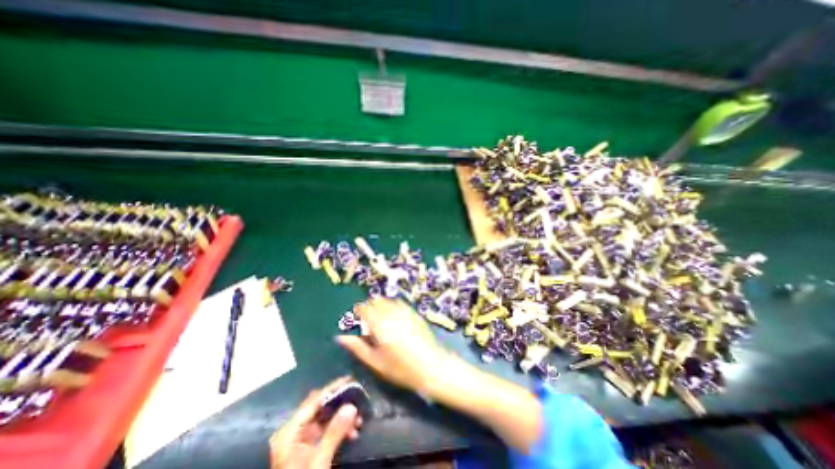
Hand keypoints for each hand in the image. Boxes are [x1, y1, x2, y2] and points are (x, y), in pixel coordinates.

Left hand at [272, 377, 361, 468]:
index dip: (332, 388)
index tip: (350, 379)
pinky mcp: (308, 448)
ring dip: (342, 417)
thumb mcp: (319, 459)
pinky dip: (339, 428)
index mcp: (290, 430)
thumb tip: (352, 405)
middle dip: (340, 403)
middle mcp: (294, 430)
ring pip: (325, 418)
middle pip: (319, 407)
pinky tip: (352, 432)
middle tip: (357, 397)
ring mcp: (300, 439)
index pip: (314, 400)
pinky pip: (326, 430)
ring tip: (359, 420)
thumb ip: (335, 432)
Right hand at [335, 299, 449, 392]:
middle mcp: (391, 313)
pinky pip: (399, 303)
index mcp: (379, 325)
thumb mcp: (375, 362)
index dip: (358, 311)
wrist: (430, 365)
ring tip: (381, 321)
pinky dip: (392, 307)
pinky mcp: (413, 312)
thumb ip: (357, 347)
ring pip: (387, 301)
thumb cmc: (400, 368)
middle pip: (376, 301)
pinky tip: (394, 319)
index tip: (356, 318)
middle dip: (369, 308)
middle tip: (368, 321)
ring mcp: (404, 311)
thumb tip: (340, 337)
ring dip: (381, 306)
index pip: (364, 309)